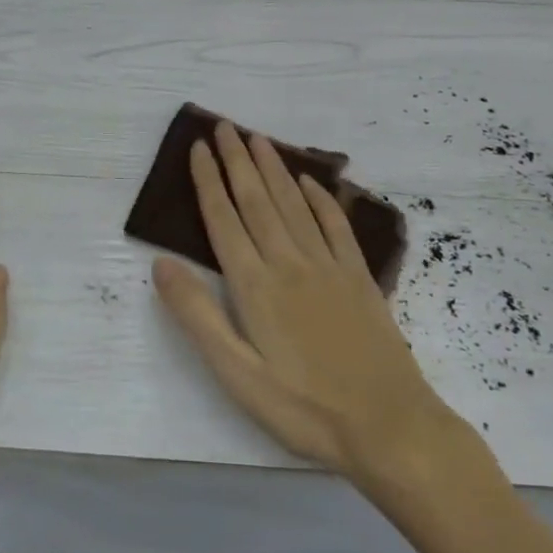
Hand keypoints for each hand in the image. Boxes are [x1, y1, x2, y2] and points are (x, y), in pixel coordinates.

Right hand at [152, 123, 469, 495]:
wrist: (390, 427)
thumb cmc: (304, 409)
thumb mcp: (237, 374)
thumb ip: (198, 316)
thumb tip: (161, 264)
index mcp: (255, 286)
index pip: (224, 220)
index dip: (208, 181)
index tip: (198, 147)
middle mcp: (289, 263)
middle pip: (257, 200)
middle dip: (237, 160)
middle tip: (224, 125)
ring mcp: (328, 267)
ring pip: (294, 204)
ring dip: (273, 169)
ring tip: (257, 139)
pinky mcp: (358, 278)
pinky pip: (335, 226)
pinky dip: (320, 199)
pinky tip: (311, 181)